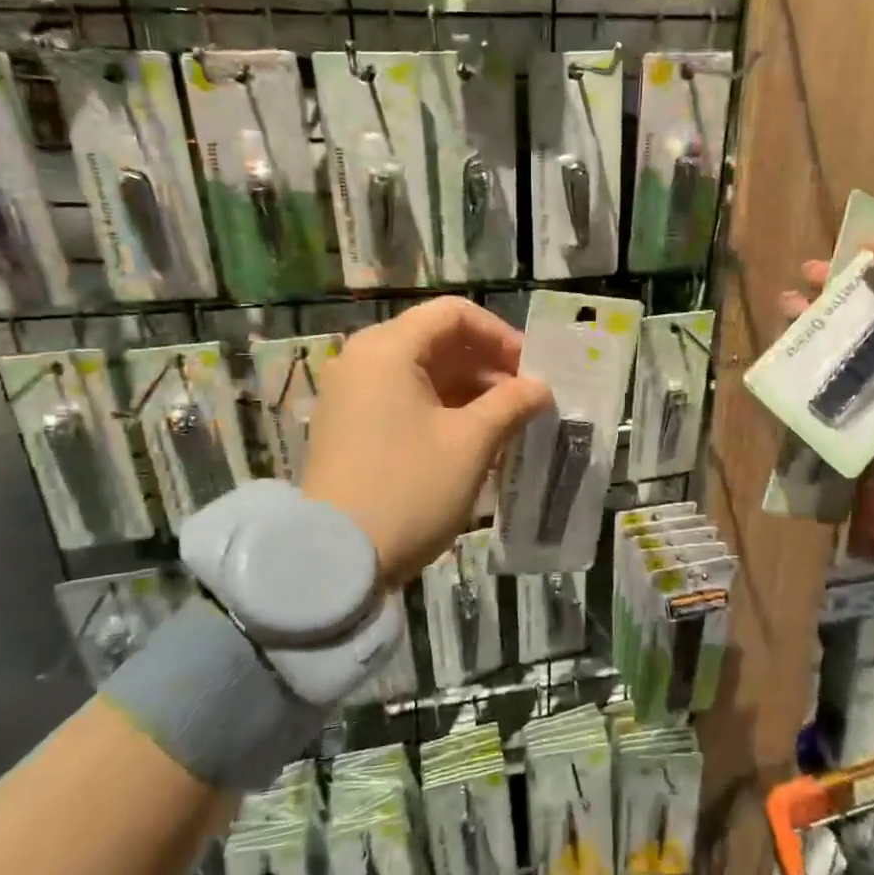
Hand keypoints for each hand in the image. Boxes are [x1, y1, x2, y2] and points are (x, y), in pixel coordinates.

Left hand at [301, 297, 552, 586]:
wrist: (334, 560)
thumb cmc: (410, 489)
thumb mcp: (471, 444)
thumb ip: (511, 404)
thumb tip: (540, 387)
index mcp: (388, 349)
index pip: (454, 314)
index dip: (500, 336)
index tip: (531, 371)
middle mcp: (362, 360)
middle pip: (436, 341)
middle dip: (487, 366)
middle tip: (524, 400)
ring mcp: (349, 395)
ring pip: (420, 374)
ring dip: (467, 391)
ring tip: (506, 424)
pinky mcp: (347, 427)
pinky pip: (402, 400)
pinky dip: (440, 410)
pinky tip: (471, 441)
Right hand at [782, 222, 873, 556]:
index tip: (847, 250)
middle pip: (873, 309)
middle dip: (838, 290)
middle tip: (807, 277)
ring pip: (848, 349)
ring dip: (816, 327)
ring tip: (788, 307)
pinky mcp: (873, 427)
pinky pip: (834, 398)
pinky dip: (807, 380)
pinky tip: (785, 361)